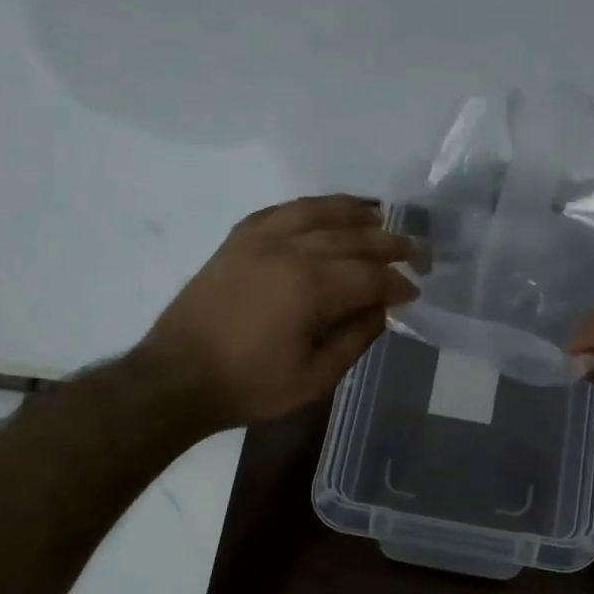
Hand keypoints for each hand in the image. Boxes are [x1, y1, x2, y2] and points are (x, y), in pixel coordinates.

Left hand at [135, 195, 417, 431]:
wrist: (176, 378)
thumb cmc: (250, 386)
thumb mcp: (315, 378)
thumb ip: (356, 338)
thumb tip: (382, 309)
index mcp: (310, 287)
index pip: (370, 275)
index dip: (398, 283)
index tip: (416, 291)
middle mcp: (289, 250)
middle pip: (352, 236)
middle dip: (390, 242)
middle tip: (416, 250)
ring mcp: (259, 239)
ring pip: (317, 211)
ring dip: (353, 210)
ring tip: (380, 213)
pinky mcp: (237, 240)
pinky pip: (281, 211)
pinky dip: (309, 207)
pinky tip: (324, 212)